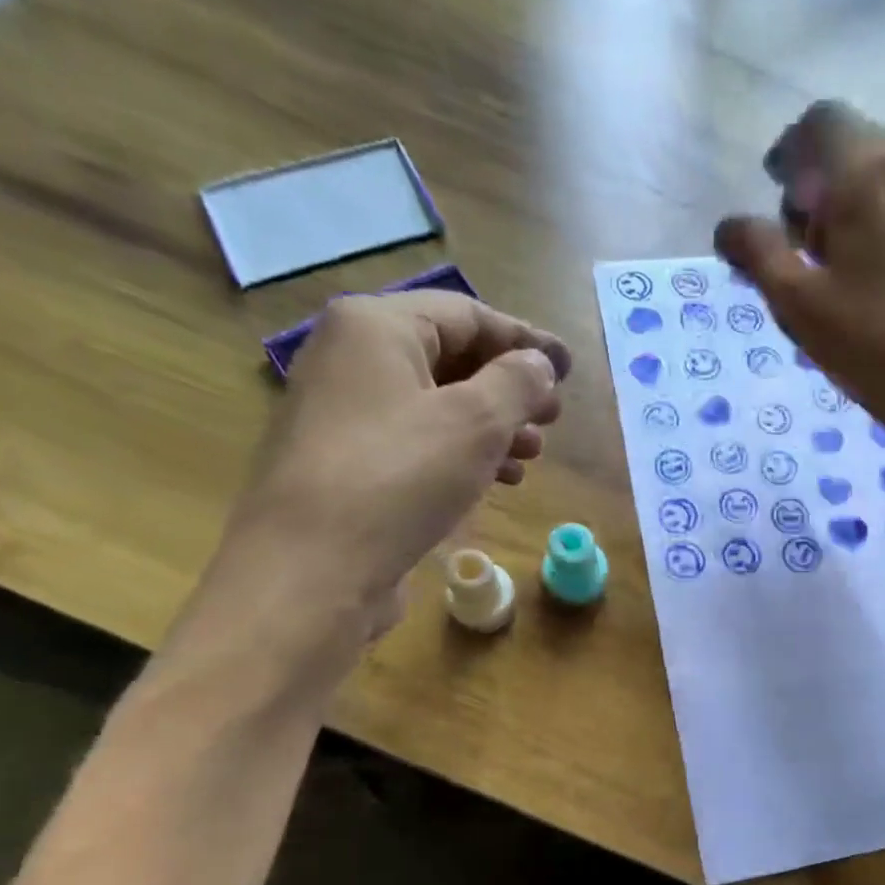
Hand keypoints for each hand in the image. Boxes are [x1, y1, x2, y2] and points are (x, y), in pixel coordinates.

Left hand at [219, 291, 569, 639]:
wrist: (314, 568)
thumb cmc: (400, 477)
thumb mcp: (476, 421)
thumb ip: (517, 383)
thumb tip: (537, 364)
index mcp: (376, 327)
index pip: (467, 315)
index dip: (525, 340)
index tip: (569, 370)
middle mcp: (352, 359)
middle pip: (451, 358)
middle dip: (509, 389)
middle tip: (552, 418)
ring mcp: (345, 414)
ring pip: (437, 405)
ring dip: (492, 426)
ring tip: (532, 456)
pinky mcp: (349, 464)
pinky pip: (418, 441)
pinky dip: (461, 454)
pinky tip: (496, 481)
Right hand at [714, 101, 884, 440]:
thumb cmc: (870, 345)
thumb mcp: (798, 304)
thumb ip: (758, 253)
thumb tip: (728, 226)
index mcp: (869, 173)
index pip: (821, 123)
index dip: (791, 151)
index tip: (777, 193)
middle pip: (859, 144)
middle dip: (823, 179)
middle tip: (805, 239)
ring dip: (859, 197)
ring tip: (844, 259)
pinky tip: (883, 268)